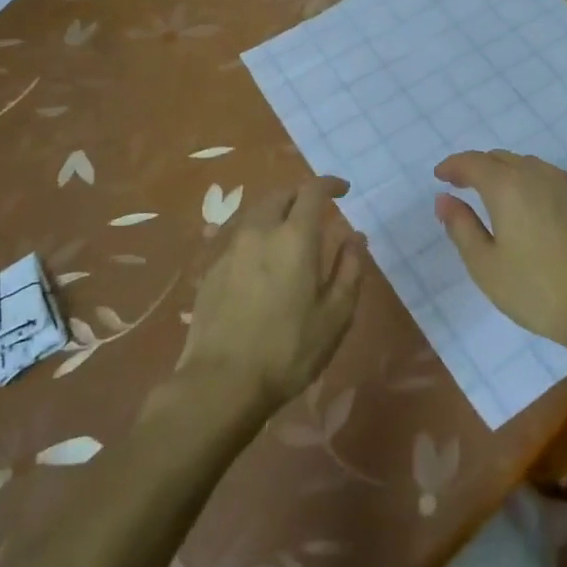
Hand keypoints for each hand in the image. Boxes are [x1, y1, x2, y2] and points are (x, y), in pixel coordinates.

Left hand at [177, 176, 362, 412]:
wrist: (220, 383)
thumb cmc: (288, 350)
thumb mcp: (334, 315)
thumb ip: (349, 270)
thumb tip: (355, 237)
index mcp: (295, 237)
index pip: (312, 190)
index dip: (330, 184)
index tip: (344, 190)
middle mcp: (260, 231)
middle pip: (280, 195)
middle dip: (300, 195)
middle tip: (316, 212)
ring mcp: (230, 249)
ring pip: (256, 213)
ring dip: (276, 213)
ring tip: (289, 234)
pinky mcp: (211, 270)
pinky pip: (238, 237)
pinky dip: (256, 237)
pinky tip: (261, 262)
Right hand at [434, 151, 566, 355]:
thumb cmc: (539, 290)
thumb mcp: (486, 266)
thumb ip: (461, 228)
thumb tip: (444, 200)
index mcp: (507, 186)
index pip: (472, 162)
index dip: (452, 166)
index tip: (439, 176)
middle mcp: (537, 174)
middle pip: (500, 158)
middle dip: (476, 167)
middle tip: (460, 184)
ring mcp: (566, 185)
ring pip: (526, 165)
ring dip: (504, 172)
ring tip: (491, 195)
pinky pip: (546, 178)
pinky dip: (527, 183)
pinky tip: (527, 208)